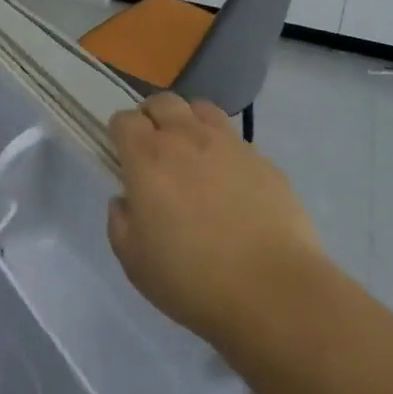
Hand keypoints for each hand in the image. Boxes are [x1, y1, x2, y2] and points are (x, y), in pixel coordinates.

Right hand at [106, 93, 323, 347]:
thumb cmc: (192, 280)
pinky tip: (230, 182)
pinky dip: (224, 149)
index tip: (122, 155)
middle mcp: (186, 138)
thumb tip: (125, 200)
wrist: (272, 291)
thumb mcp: (134, 262)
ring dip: (188, 122)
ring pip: (201, 109)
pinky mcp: (263, 159)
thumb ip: (120, 223)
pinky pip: (235, 139)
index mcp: (148, 158)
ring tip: (192, 152)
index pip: (124, 120)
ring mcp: (229, 144)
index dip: (120, 133)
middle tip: (153, 148)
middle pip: (163, 102)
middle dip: (152, 117)